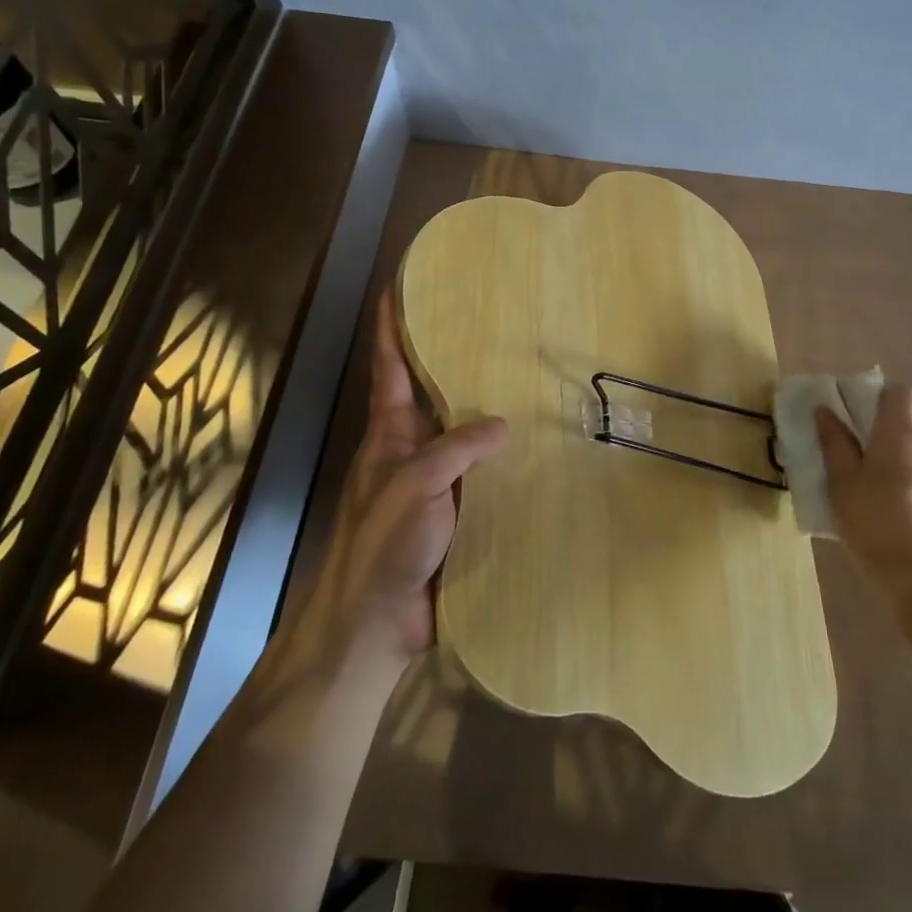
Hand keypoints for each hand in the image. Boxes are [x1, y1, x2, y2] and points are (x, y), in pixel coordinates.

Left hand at [293, 288, 507, 672]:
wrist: (374, 624)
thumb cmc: (382, 544)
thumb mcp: (414, 483)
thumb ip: (456, 448)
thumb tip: (504, 426)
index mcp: (390, 433)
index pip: (390, 367)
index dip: (392, 326)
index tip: (399, 286)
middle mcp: (412, 450)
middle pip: (432, 394)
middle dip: (452, 359)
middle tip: (492, 325)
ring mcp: (435, 483)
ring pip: (464, 434)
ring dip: (487, 410)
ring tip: (526, 378)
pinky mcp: (457, 513)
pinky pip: (484, 475)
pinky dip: (505, 460)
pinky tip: (537, 449)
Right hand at [816, 385, 911, 601]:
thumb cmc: (874, 524)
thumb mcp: (841, 483)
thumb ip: (834, 443)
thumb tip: (826, 411)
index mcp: (902, 435)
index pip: (901, 394)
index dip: (881, 400)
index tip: (860, 422)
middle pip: (909, 430)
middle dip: (886, 444)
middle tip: (860, 472)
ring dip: (903, 472)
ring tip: (881, 506)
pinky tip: (904, 527)